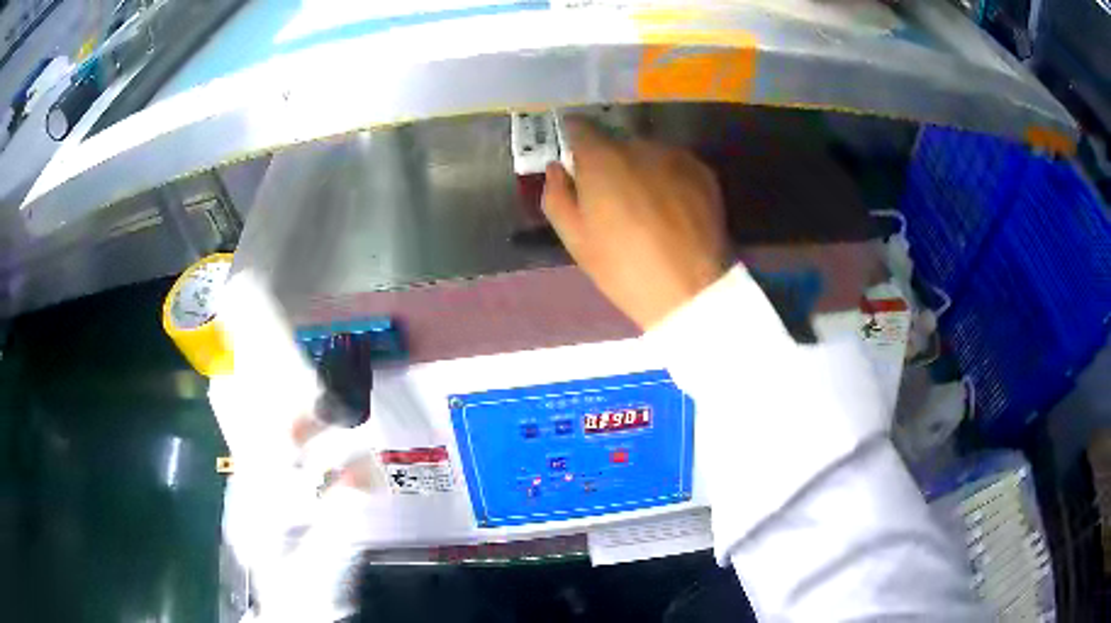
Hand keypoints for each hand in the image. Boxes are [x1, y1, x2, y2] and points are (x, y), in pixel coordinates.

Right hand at [542, 119, 729, 329]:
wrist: (690, 288)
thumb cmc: (623, 267)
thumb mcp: (576, 239)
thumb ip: (556, 195)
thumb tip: (556, 168)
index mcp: (602, 158)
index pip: (578, 127)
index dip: (572, 139)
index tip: (574, 159)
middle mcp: (639, 146)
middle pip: (615, 141)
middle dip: (608, 160)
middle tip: (611, 195)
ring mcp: (676, 156)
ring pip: (647, 152)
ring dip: (640, 167)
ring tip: (645, 204)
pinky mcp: (703, 171)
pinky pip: (675, 164)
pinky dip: (667, 177)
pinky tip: (670, 208)